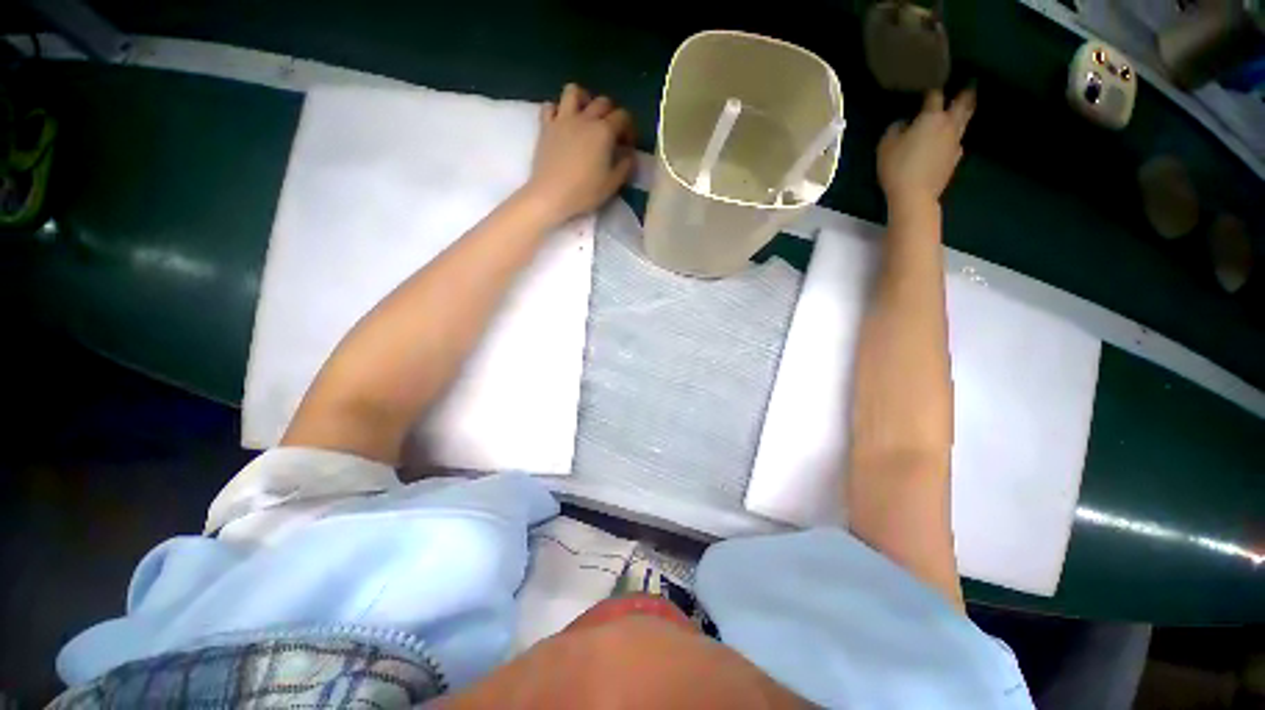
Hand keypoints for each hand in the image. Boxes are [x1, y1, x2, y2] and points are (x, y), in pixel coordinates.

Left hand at [521, 84, 635, 225]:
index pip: (623, 117)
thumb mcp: (612, 184)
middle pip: (602, 102)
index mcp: (604, 131)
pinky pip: (550, 106)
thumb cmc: (584, 192)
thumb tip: (629, 155)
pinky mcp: (546, 126)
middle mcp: (585, 118)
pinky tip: (562, 123)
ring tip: (586, 116)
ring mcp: (563, 119)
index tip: (627, 145)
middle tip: (611, 133)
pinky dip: (558, 110)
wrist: (551, 195)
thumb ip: (625, 166)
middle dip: (611, 114)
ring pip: (574, 92)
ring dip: (583, 99)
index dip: (629, 129)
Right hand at [878, 88, 974, 209]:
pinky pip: (957, 142)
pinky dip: (955, 136)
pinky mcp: (954, 159)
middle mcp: (948, 125)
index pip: (934, 95)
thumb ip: (894, 130)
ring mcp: (954, 143)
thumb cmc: (898, 168)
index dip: (932, 88)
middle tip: (969, 84)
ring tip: (965, 107)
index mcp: (931, 118)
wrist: (915, 195)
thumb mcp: (885, 147)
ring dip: (965, 112)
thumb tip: (902, 123)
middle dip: (965, 92)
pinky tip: (949, 140)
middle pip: (962, 103)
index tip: (930, 84)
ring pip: (964, 121)